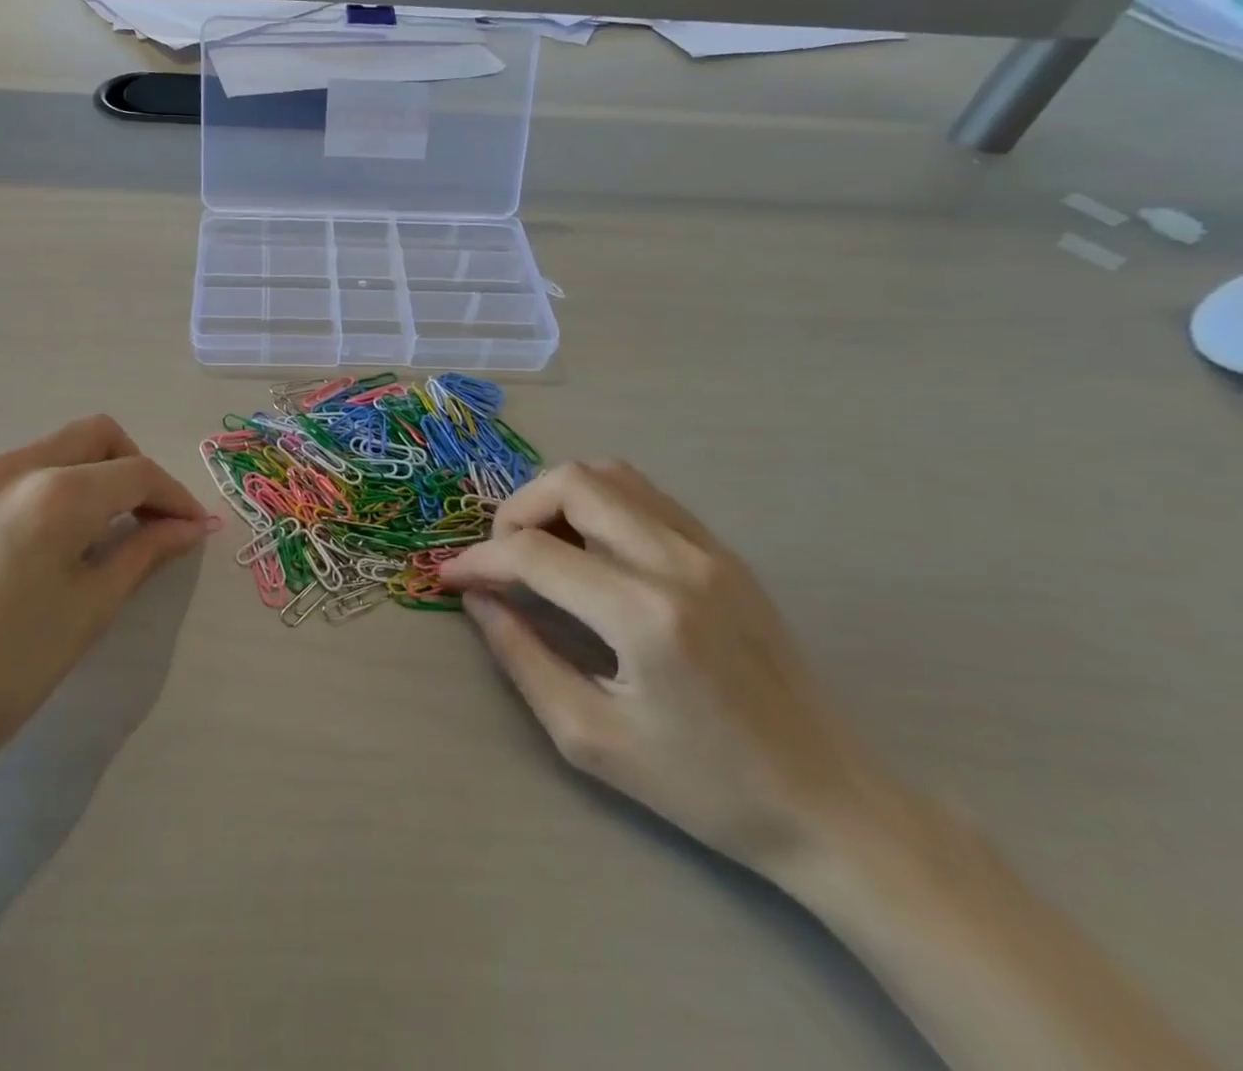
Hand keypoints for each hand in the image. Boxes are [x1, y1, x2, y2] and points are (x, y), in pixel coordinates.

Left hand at [0, 415, 216, 816]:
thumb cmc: (0, 674)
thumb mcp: (87, 612)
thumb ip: (143, 554)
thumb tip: (189, 527)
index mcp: (55, 491)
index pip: (136, 472)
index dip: (175, 497)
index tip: (195, 528)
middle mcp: (10, 466)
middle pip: (95, 436)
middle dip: (134, 468)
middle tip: (151, 520)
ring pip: (51, 451)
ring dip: (89, 477)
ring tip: (98, 537)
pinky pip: (12, 475)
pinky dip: (47, 489)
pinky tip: (42, 544)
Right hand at [442, 461, 904, 879]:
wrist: (828, 803)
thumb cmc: (703, 787)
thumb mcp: (589, 738)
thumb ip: (521, 656)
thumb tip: (477, 598)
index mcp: (645, 616)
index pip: (534, 553)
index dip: (479, 560)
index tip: (450, 577)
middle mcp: (679, 562)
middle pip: (573, 483)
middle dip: (516, 510)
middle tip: (501, 558)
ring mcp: (709, 549)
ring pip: (610, 475)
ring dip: (557, 498)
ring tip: (540, 547)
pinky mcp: (725, 552)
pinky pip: (645, 495)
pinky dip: (599, 504)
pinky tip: (589, 550)